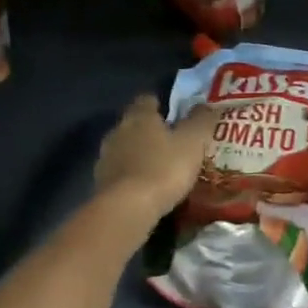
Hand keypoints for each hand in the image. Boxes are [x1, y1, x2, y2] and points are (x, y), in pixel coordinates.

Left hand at [93, 95, 220, 234]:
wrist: (127, 208)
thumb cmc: (163, 168)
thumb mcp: (192, 142)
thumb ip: (200, 121)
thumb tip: (207, 104)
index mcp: (139, 116)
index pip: (146, 100)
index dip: (159, 104)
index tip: (172, 113)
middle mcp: (117, 131)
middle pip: (133, 124)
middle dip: (149, 131)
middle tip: (170, 142)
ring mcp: (105, 157)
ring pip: (124, 149)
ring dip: (138, 154)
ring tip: (158, 167)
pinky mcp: (100, 182)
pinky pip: (119, 172)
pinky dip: (131, 176)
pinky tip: (144, 188)